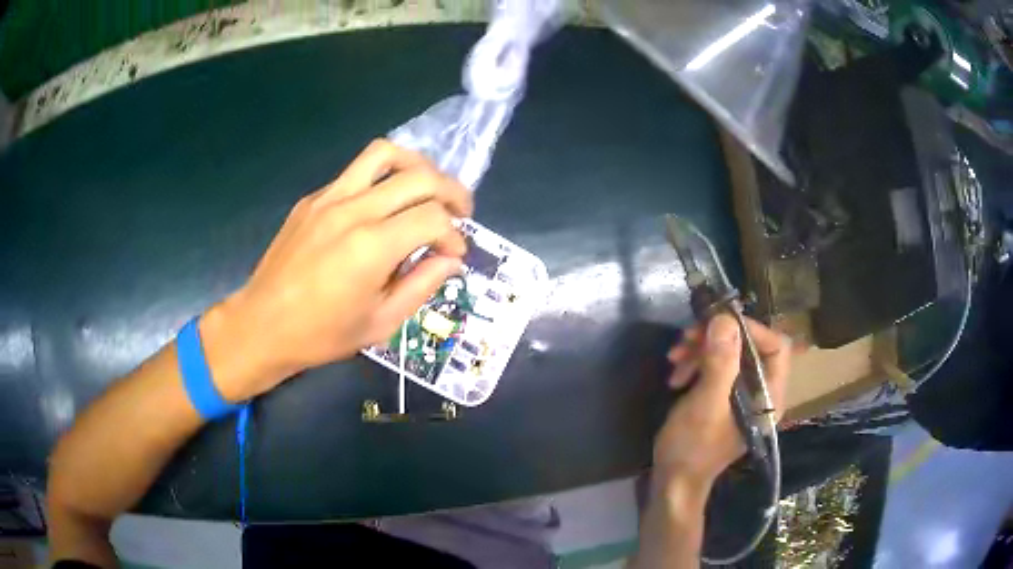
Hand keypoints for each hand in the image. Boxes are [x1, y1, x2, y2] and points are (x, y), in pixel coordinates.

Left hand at [199, 139, 472, 400]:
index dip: (455, 235)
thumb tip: (451, 260)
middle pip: (420, 176)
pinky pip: (356, 171)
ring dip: (417, 166)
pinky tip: (383, 205)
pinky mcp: (313, 198)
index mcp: (372, 247)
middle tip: (460, 213)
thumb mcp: (380, 324)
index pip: (434, 218)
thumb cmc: (321, 335)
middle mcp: (353, 210)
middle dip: (452, 192)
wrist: (262, 324)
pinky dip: (382, 179)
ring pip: (385, 154)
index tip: (455, 255)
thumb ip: (422, 286)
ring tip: (426, 189)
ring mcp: (329, 198)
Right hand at [653, 315, 791, 488]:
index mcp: (769, 395)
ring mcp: (742, 393)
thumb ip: (721, 362)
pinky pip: (716, 366)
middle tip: (686, 338)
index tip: (716, 324)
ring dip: (701, 350)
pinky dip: (696, 363)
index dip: (749, 329)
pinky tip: (676, 374)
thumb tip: (724, 319)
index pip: (775, 345)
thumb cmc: (693, 447)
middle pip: (749, 345)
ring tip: (674, 358)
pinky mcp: (724, 396)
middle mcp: (761, 390)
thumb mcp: (707, 404)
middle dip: (717, 338)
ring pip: (730, 353)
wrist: (673, 480)